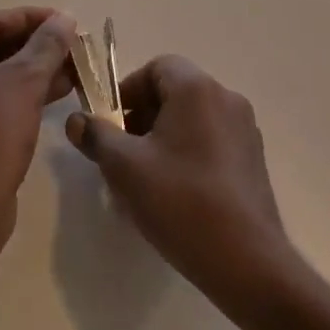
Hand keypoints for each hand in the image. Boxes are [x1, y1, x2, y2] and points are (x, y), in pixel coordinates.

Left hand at [0, 8, 77, 227]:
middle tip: (71, 46)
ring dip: (31, 70)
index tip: (66, 21)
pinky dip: (17, 93)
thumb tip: (65, 17)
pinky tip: (53, 93)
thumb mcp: (26, 81)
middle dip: (35, 47)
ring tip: (72, 70)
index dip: (33, 18)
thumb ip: (47, 44)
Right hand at [64, 55, 300, 323]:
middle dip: (142, 116)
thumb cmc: (181, 202)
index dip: (128, 91)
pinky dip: (188, 153)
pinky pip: (211, 140)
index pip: (156, 68)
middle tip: (123, 154)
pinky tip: (175, 194)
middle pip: (174, 92)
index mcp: (197, 88)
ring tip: (145, 178)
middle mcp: (225, 98)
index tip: (111, 125)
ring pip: (192, 118)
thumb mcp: (126, 168)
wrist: (248, 262)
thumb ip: (97, 137)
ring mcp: (244, 129)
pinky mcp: (253, 159)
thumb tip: (75, 120)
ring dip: (164, 137)